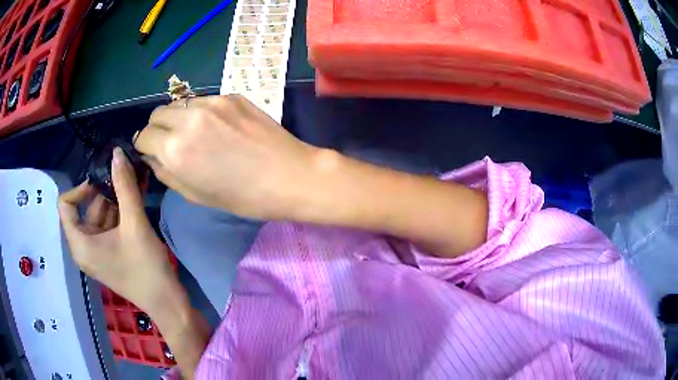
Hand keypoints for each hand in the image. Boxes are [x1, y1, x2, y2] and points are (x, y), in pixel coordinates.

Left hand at [59, 148, 179, 315]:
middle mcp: (82, 249)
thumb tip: (117, 152)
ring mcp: (95, 254)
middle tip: (124, 178)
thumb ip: (124, 185)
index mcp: (80, 244)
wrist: (166, 303)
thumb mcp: (134, 224)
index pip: (65, 205)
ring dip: (113, 201)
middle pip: (84, 210)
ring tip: (133, 186)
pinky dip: (117, 214)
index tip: (103, 182)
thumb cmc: (145, 268)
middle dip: (103, 193)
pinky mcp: (107, 257)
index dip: (81, 188)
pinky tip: (133, 202)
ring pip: (97, 218)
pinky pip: (105, 229)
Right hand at [134, 95, 320, 219]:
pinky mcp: (231, 95)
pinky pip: (203, 101)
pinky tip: (217, 127)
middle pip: (157, 114)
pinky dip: (199, 113)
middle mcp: (188, 119)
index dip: (144, 145)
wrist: (289, 176)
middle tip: (169, 143)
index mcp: (175, 149)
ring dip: (177, 118)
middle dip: (157, 129)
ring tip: (193, 134)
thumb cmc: (242, 197)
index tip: (152, 152)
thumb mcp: (195, 194)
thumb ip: (165, 171)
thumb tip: (152, 155)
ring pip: (178, 104)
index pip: (143, 135)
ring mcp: (211, 102)